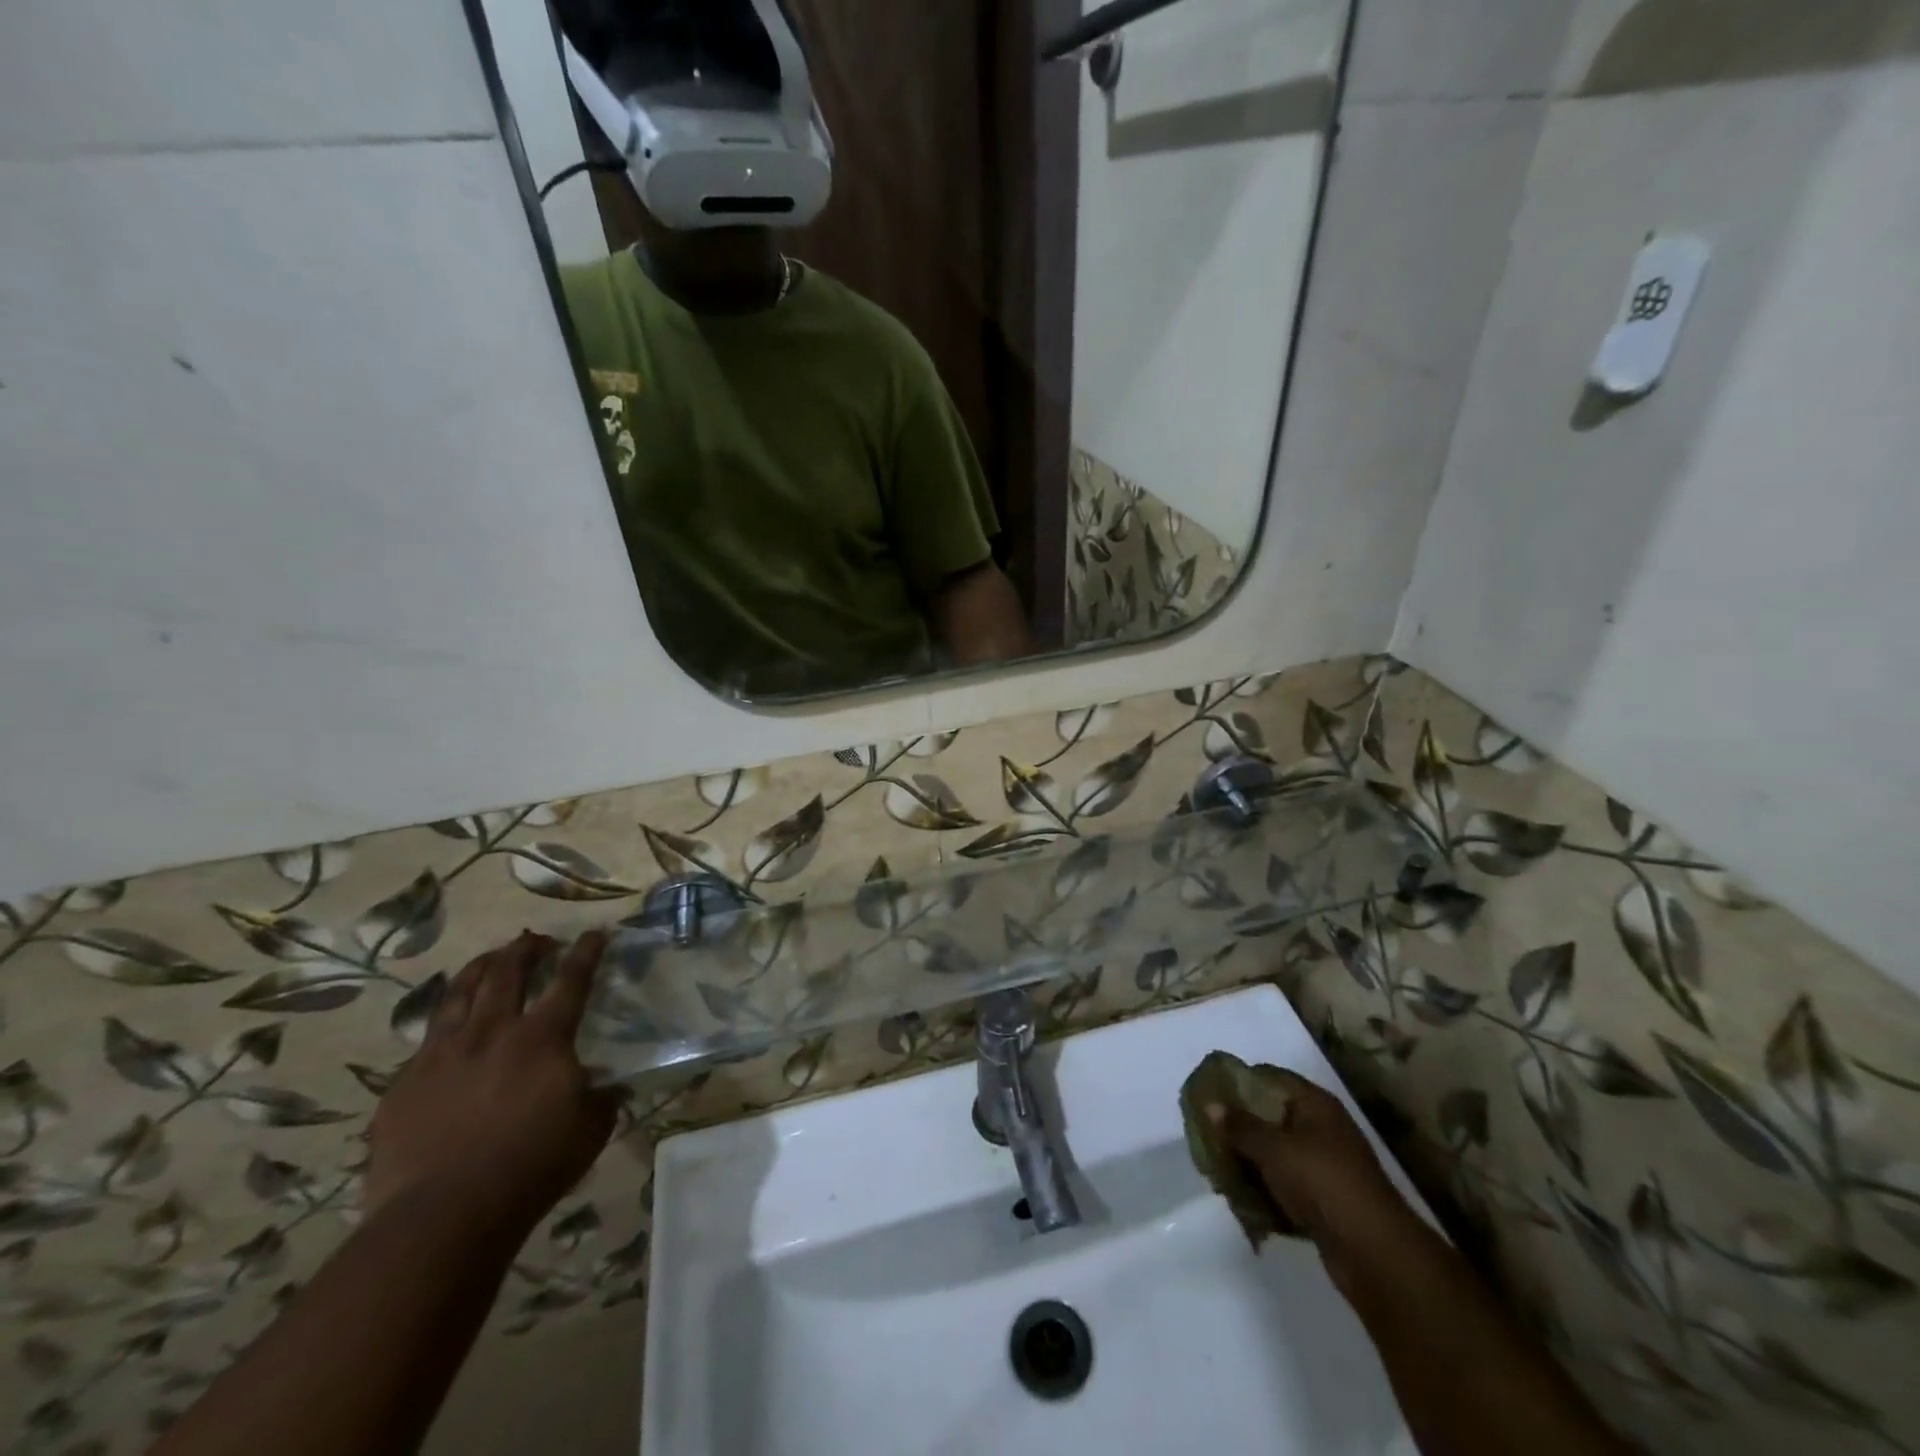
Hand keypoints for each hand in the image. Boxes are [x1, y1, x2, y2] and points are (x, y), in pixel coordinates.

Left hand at [365, 931, 617, 1235]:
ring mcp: (442, 1054)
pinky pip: (427, 1038)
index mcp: (543, 1037)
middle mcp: (492, 1032)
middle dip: (525, 949)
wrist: (441, 1216)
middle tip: (535, 939)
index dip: (586, 952)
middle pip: (508, 972)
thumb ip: (602, 1098)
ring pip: (460, 993)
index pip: (571, 980)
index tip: (595, 933)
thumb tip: (610, 1086)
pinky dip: (445, 1021)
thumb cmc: (531, 1167)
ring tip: (490, 960)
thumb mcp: (591, 1129)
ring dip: (480, 969)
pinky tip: (448, 1028)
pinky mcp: (404, 1083)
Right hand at [1212, 1071, 1420, 1297]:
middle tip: (1208, 1132)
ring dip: (1250, 1161)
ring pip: (1278, 1153)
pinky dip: (1266, 1189)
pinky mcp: (1325, 1200)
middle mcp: (1323, 1129)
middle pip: (1272, 1116)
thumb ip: (1240, 1125)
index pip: (1271, 1077)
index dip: (1240, 1080)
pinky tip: (1242, 1198)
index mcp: (1316, 1104)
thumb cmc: (1321, 1183)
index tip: (1209, 1091)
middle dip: (1240, 1125)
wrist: (1374, 1253)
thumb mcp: (1273, 1148)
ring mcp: (1326, 1166)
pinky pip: (1287, 1185)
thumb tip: (1210, 1105)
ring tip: (1218, 1167)